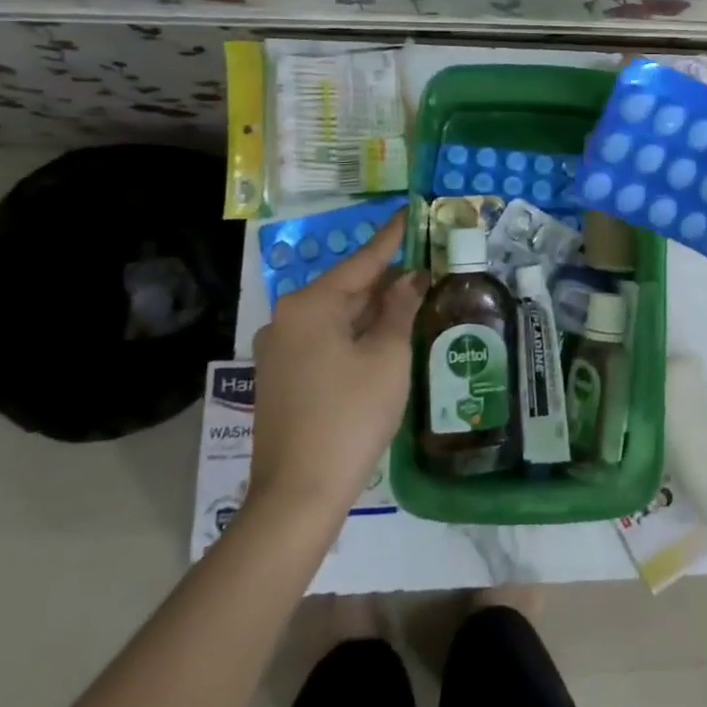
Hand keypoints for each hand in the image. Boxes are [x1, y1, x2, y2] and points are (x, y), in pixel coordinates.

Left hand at [246, 213, 425, 522]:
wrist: (298, 494)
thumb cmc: (350, 414)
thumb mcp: (388, 356)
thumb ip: (401, 309)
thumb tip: (412, 278)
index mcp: (310, 305)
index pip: (362, 260)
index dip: (392, 238)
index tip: (410, 211)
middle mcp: (287, 319)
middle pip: (347, 287)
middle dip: (387, 278)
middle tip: (426, 262)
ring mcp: (280, 350)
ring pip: (337, 316)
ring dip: (374, 309)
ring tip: (414, 295)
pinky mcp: (282, 377)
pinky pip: (326, 339)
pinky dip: (356, 333)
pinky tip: (385, 335)